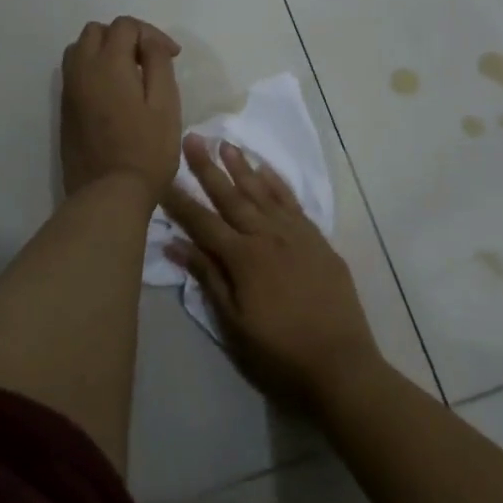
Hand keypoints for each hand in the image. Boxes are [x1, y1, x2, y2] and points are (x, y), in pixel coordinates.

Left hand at [60, 17, 182, 202]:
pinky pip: (74, 74)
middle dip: (124, 37)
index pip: (125, 25)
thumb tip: (149, 42)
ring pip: (79, 50)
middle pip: (96, 31)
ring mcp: (69, 91)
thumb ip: (158, 64)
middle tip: (148, 60)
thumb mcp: (166, 104)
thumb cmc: (147, 149)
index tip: (172, 56)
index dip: (152, 34)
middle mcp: (82, 70)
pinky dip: (93, 71)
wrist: (110, 193)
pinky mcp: (65, 111)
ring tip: (128, 74)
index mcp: (108, 63)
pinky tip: (113, 94)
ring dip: (103, 51)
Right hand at [162, 136, 382, 413]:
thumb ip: (208, 278)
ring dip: (242, 168)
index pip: (202, 222)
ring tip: (226, 144)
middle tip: (193, 138)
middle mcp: (268, 236)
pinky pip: (293, 203)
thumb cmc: (279, 353)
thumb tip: (175, 245)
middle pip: (232, 197)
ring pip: (263, 193)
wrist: (341, 364)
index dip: (180, 200)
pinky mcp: (318, 241)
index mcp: (243, 258)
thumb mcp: (234, 323)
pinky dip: (277, 184)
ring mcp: (296, 235)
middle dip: (209, 168)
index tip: (162, 176)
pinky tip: (266, 170)